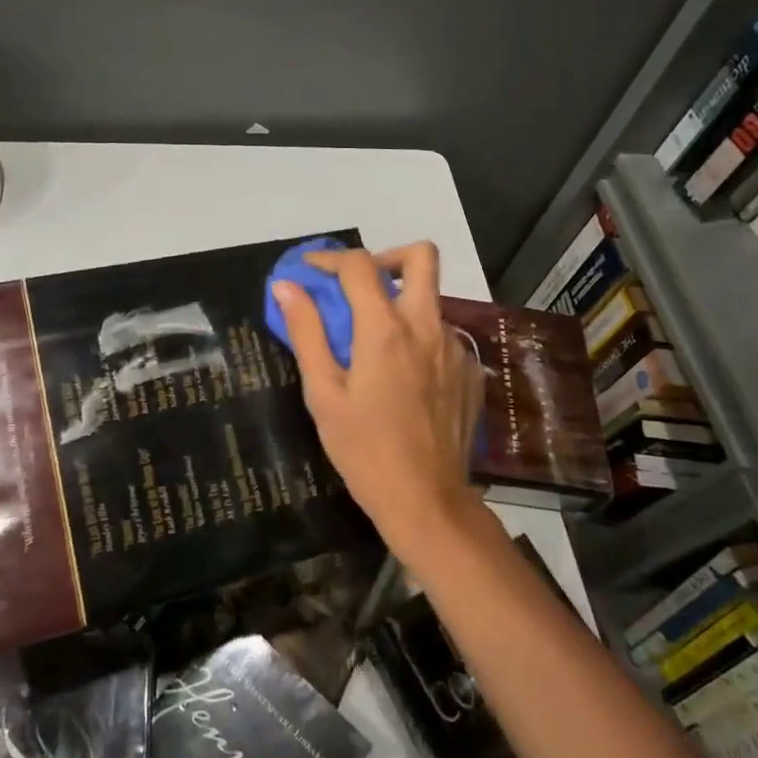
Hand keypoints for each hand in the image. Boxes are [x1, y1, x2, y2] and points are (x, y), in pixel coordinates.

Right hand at [272, 242, 483, 560]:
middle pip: (421, 257)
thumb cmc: (363, 449)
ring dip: (401, 306)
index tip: (310, 271)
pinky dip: (418, 342)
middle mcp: (427, 326)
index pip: (359, 265)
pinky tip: (403, 381)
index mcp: (385, 329)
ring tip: (374, 346)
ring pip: (431, 301)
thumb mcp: (323, 393)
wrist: (426, 500)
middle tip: (359, 287)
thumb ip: (306, 332)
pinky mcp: (471, 372)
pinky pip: (443, 338)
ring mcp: (455, 348)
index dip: (330, 259)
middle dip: (386, 257)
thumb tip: (286, 286)